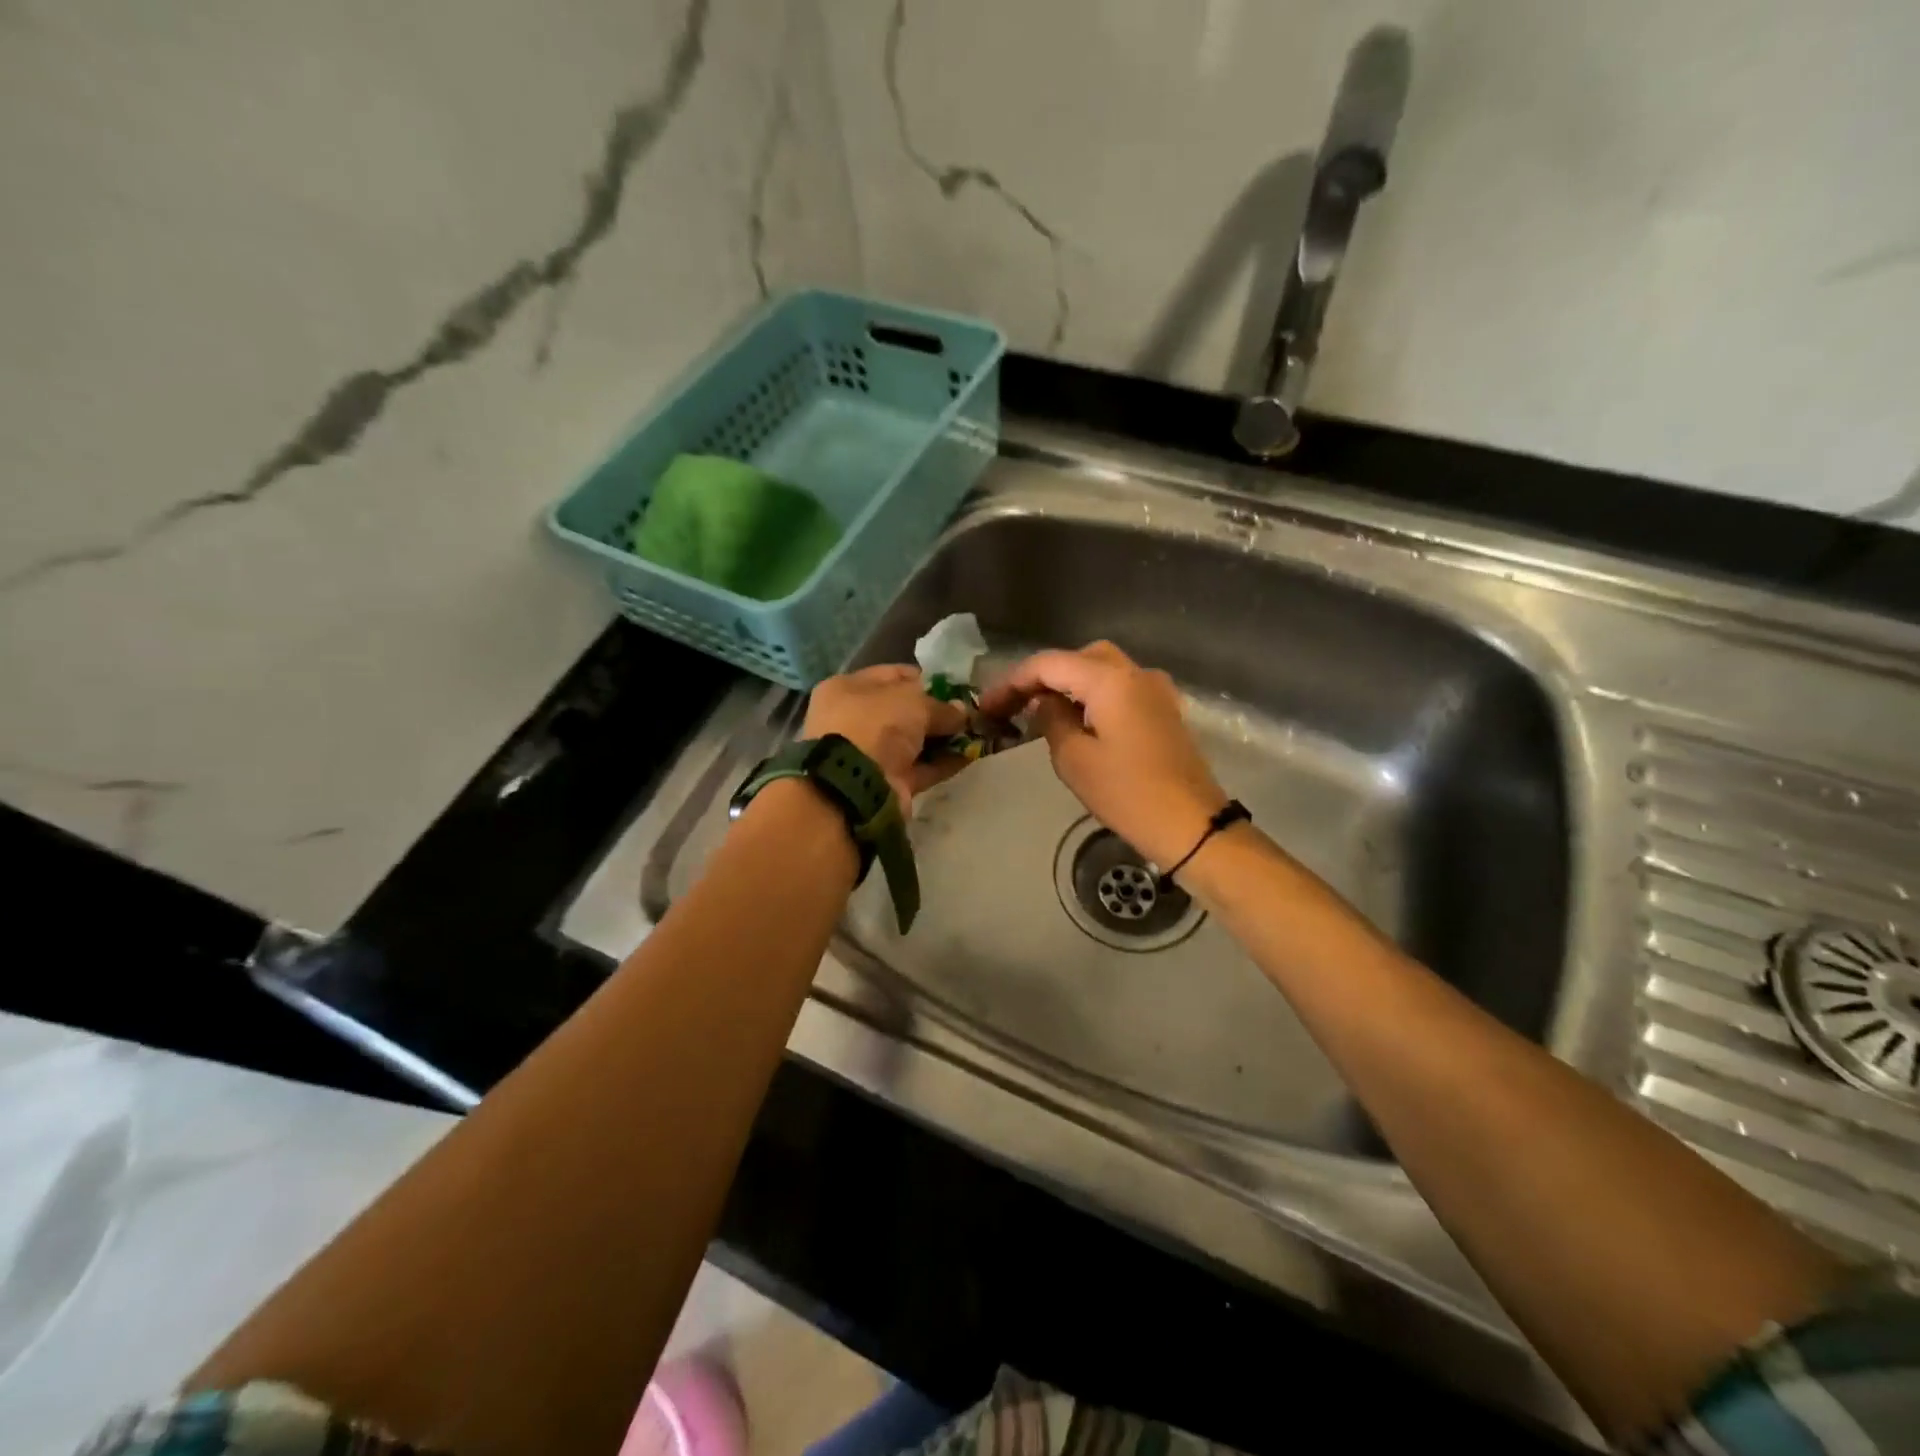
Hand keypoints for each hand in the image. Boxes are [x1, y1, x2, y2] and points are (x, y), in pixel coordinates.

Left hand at [801, 664, 968, 811]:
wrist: (855, 785)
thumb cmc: (876, 725)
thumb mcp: (913, 702)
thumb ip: (940, 706)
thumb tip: (961, 712)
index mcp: (847, 689)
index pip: (891, 676)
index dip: (924, 679)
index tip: (954, 686)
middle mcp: (854, 720)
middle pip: (903, 711)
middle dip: (936, 712)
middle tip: (969, 712)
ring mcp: (869, 754)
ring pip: (913, 742)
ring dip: (943, 738)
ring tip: (977, 733)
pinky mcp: (886, 783)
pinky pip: (920, 768)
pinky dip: (943, 763)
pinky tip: (971, 756)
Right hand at [978, 642, 1227, 867]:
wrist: (1191, 825)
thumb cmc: (1128, 794)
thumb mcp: (1074, 759)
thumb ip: (1052, 720)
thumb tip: (1045, 703)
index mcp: (1110, 680)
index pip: (1050, 663)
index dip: (1014, 681)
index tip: (989, 705)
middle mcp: (1136, 673)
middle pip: (1079, 658)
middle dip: (1043, 676)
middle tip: (1014, 705)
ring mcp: (1155, 690)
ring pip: (1102, 670)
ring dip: (1069, 684)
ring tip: (1040, 711)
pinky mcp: (1164, 711)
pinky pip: (1121, 689)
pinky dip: (1093, 695)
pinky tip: (1077, 720)